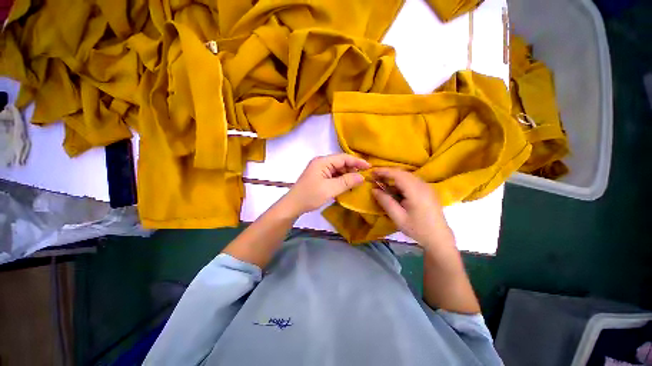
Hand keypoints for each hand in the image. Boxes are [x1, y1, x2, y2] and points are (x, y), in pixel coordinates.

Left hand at [281, 154, 370, 216]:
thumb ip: (346, 182)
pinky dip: (341, 180)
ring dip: (347, 176)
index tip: (369, 167)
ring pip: (338, 170)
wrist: (293, 205)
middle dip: (352, 169)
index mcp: (322, 162)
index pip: (343, 158)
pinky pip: (333, 176)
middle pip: (341, 163)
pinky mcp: (319, 177)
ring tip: (357, 183)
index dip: (357, 161)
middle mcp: (321, 163)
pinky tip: (347, 186)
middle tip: (363, 177)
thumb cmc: (310, 196)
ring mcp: (320, 170)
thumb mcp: (330, 189)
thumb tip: (362, 177)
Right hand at [371, 168, 453, 247]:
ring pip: (407, 176)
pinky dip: (400, 181)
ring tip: (382, 181)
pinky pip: (411, 180)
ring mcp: (427, 187)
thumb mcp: (398, 218)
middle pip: (403, 173)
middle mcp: (423, 185)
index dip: (384, 171)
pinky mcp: (428, 190)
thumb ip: (386, 202)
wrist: (439, 238)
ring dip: (394, 176)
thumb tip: (374, 190)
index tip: (372, 172)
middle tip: (374, 177)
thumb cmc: (418, 229)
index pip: (398, 174)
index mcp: (416, 192)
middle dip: (387, 172)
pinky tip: (394, 189)